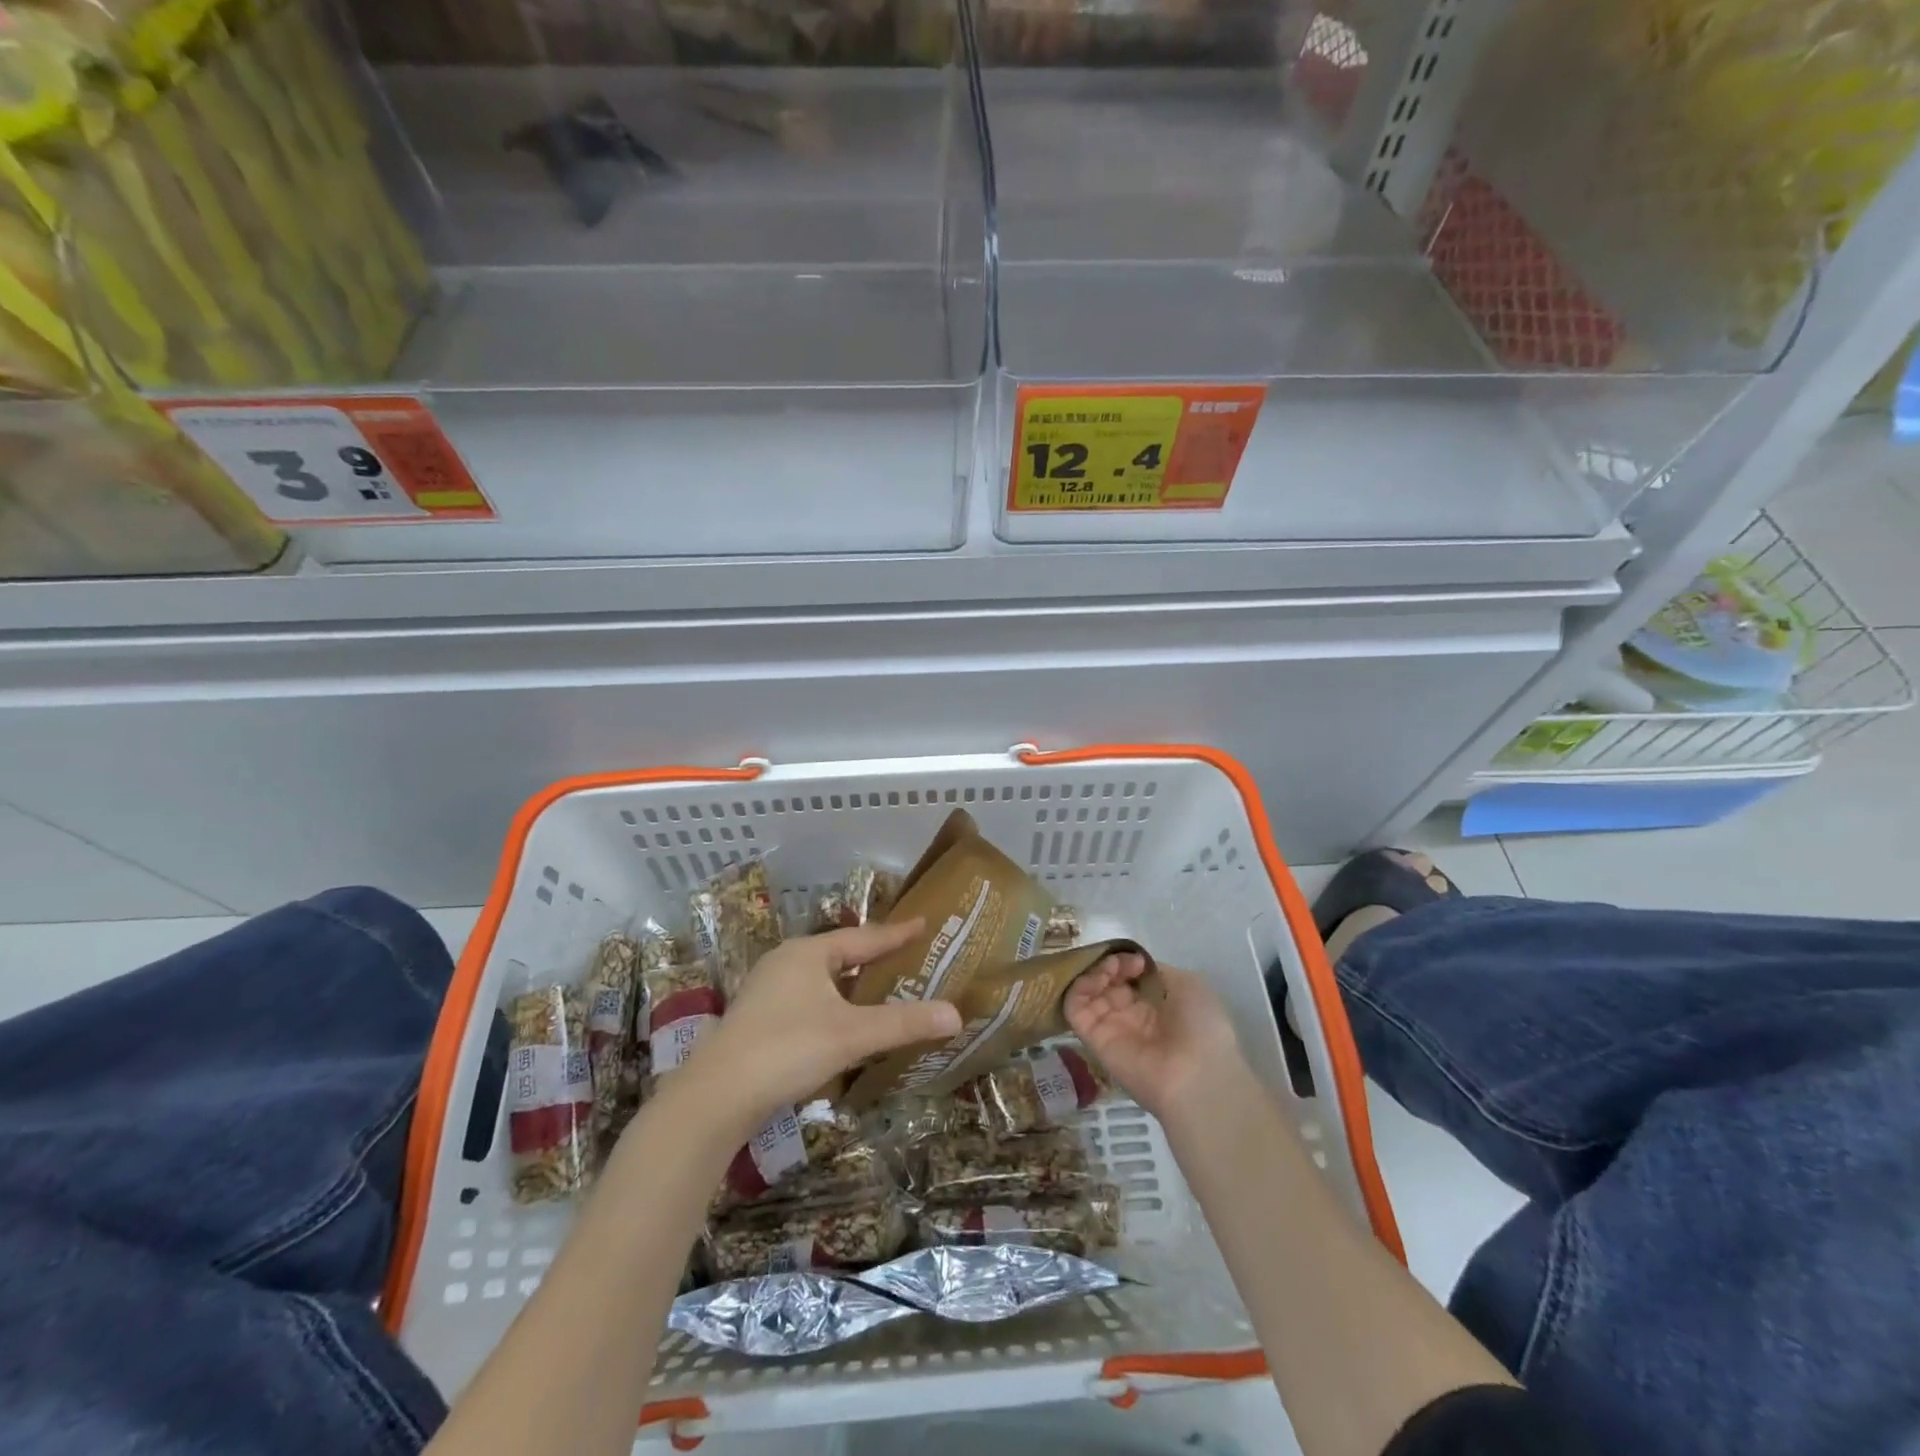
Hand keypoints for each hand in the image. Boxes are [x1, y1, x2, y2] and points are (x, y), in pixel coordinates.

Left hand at [684, 919, 959, 1122]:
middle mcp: (785, 962)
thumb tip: (956, 1015)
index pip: (863, 937)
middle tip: (906, 956)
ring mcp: (767, 991)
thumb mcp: (852, 1034)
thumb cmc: (787, 1049)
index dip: (896, 933)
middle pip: (840, 953)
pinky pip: (807, 1000)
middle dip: (873, 956)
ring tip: (880, 988)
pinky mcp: (758, 1020)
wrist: (716, 1097)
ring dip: (851, 983)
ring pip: (821, 979)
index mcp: (807, 953)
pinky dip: (832, 1004)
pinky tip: (842, 1024)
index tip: (923, 924)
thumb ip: (903, 1023)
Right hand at [1065, 952, 1248, 1123]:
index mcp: (1157, 1006)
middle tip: (1120, 965)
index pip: (1130, 977)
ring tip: (1109, 970)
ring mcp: (1112, 1028)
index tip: (1137, 961)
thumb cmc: (1201, 1027)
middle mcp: (1132, 1017)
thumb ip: (1158, 971)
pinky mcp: (1093, 1040)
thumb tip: (1136, 966)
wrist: (1197, 1074)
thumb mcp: (1189, 985)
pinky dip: (1078, 989)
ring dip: (1093, 973)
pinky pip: (1075, 1009)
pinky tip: (1096, 981)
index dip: (1128, 963)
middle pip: (1108, 983)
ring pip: (1088, 993)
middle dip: (1111, 965)